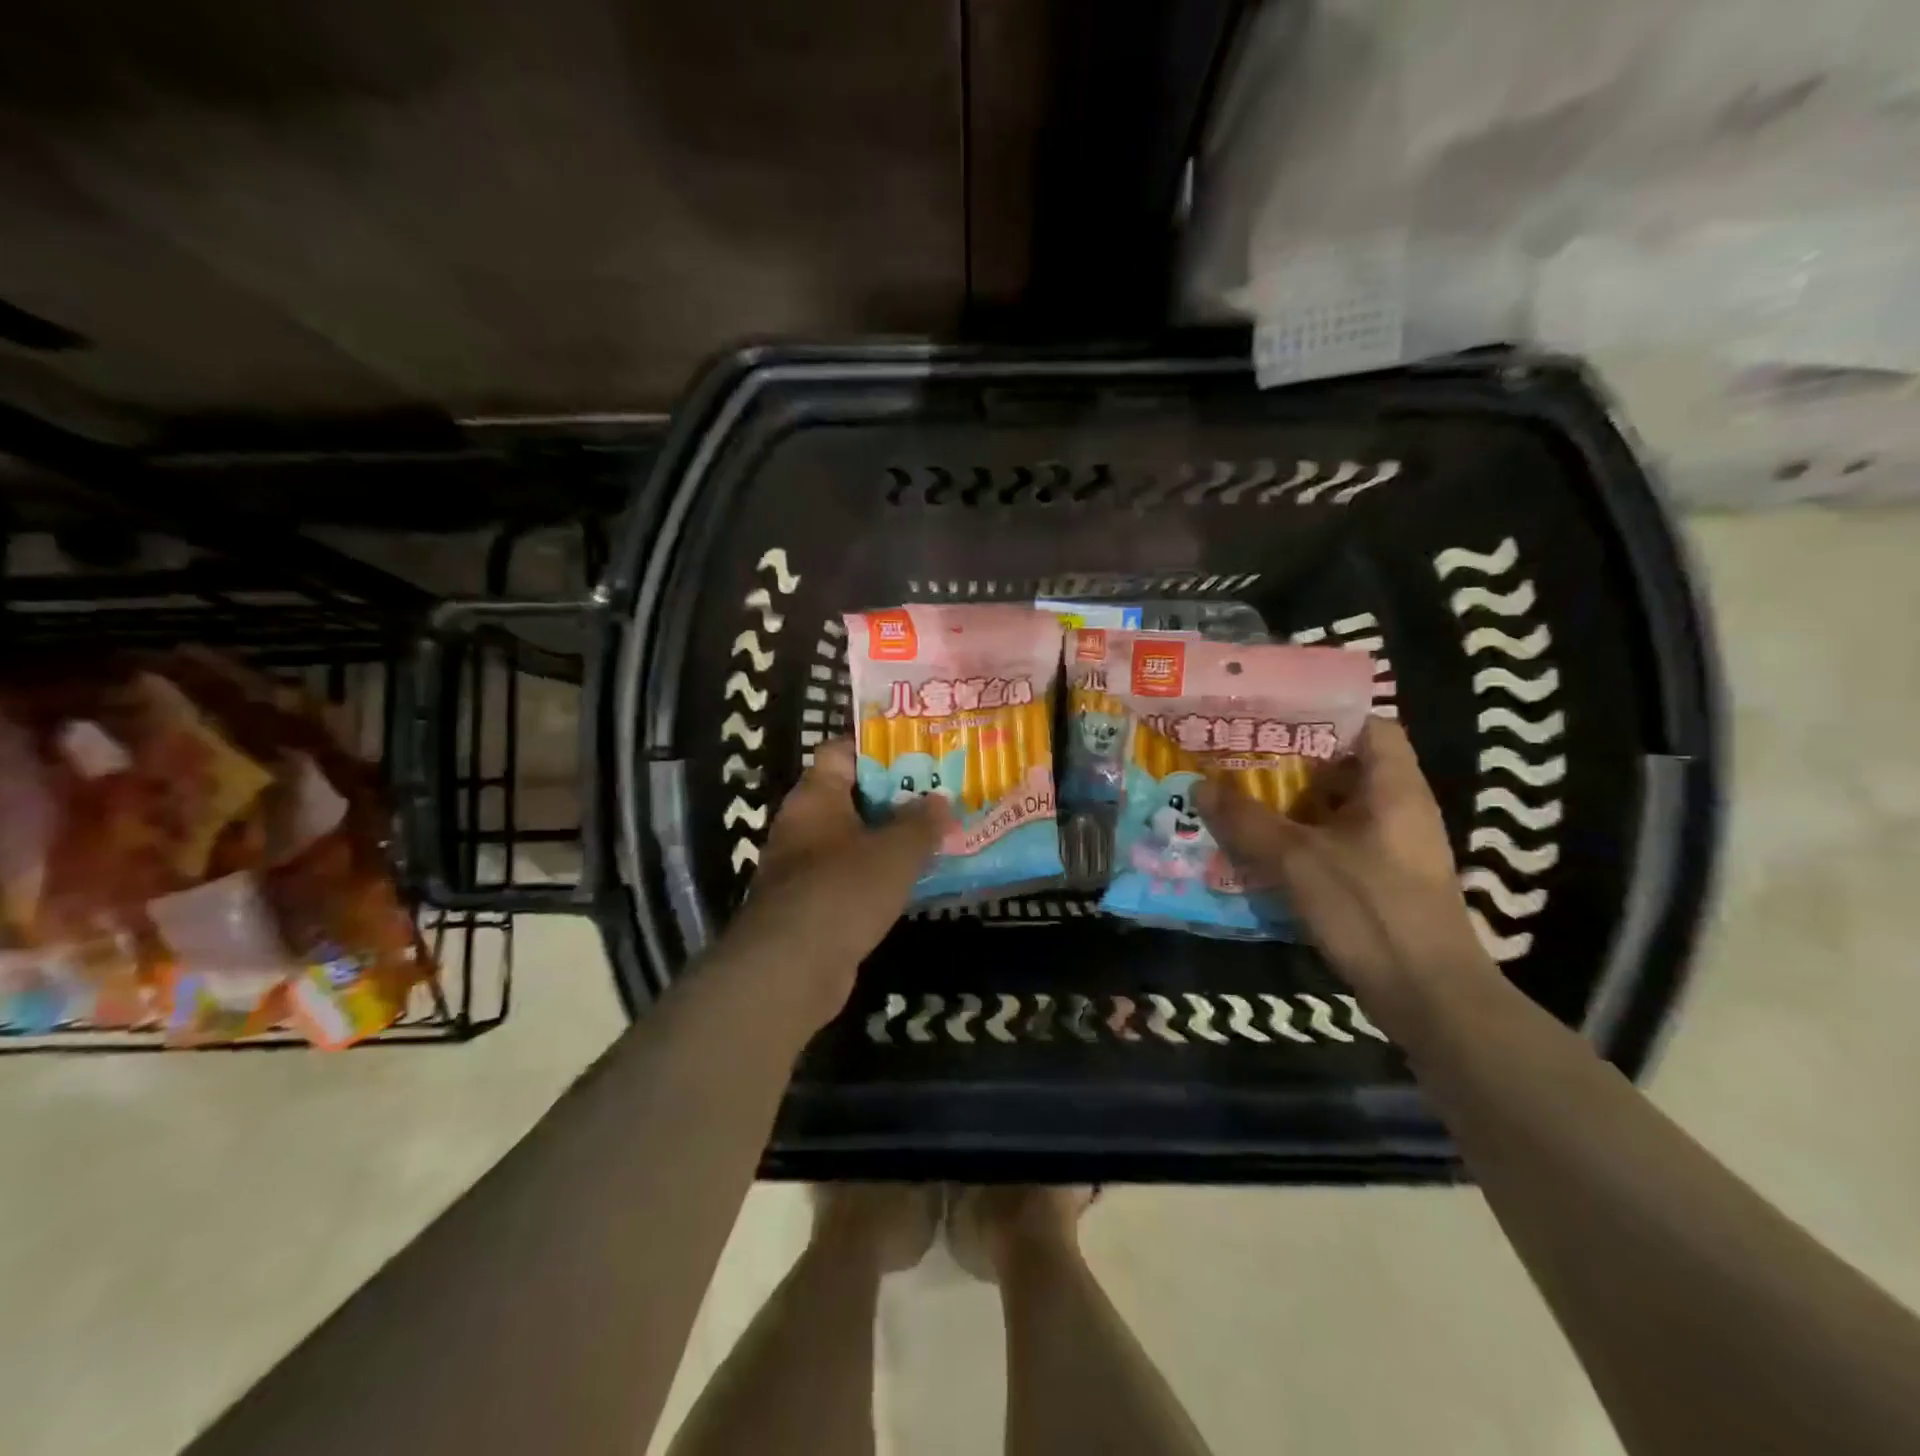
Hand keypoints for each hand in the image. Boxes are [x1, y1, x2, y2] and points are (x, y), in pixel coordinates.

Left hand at [723, 740, 947, 1030]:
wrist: (791, 969)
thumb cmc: (843, 890)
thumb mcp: (895, 851)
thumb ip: (922, 823)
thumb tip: (941, 802)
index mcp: (815, 797)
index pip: (840, 753)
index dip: (877, 749)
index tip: (917, 752)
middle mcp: (802, 826)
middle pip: (851, 798)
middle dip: (894, 798)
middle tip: (939, 796)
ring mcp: (803, 869)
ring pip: (854, 842)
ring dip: (889, 841)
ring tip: (936, 837)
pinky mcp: (811, 907)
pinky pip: (851, 879)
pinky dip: (879, 878)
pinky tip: (914, 883)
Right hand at [1197, 718, 1497, 1016]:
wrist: (1429, 998)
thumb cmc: (1372, 911)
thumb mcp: (1299, 860)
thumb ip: (1248, 821)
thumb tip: (1200, 786)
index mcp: (1394, 788)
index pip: (1369, 726)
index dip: (1323, 715)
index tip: (1270, 715)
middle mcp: (1398, 809)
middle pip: (1342, 767)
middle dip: (1288, 762)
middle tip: (1236, 755)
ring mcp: (1389, 848)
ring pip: (1332, 810)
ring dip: (1286, 805)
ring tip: (1234, 796)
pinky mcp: (1378, 881)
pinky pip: (1331, 844)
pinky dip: (1296, 840)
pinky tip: (1256, 848)